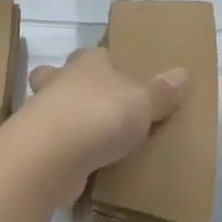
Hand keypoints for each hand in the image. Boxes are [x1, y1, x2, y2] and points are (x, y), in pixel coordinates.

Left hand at [4, 48, 188, 205]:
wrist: (50, 155)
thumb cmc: (99, 113)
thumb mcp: (142, 101)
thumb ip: (161, 91)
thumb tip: (182, 73)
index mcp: (86, 62)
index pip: (96, 54)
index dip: (105, 62)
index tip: (119, 75)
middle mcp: (60, 82)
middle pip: (61, 76)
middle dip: (70, 86)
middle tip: (95, 106)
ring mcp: (43, 115)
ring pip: (53, 111)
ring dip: (67, 122)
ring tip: (92, 140)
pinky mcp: (38, 148)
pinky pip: (55, 145)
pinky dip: (66, 153)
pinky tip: (84, 166)